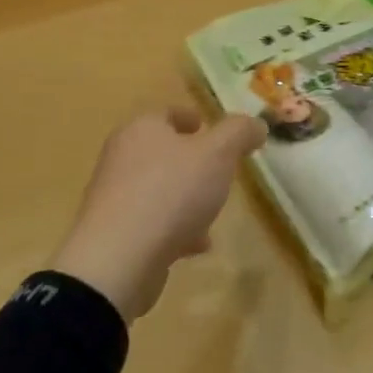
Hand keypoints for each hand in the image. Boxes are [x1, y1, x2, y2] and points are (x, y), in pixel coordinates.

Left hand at [53, 109, 265, 320]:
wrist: (118, 259)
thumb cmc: (170, 192)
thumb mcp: (217, 154)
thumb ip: (239, 134)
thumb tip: (257, 124)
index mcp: (142, 129)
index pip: (167, 114)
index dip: (191, 118)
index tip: (208, 128)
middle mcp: (122, 157)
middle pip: (162, 151)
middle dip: (191, 160)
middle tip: (218, 169)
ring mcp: (115, 197)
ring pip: (158, 189)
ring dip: (184, 197)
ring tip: (212, 211)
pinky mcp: (115, 233)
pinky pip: (152, 223)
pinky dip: (175, 229)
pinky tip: (197, 245)